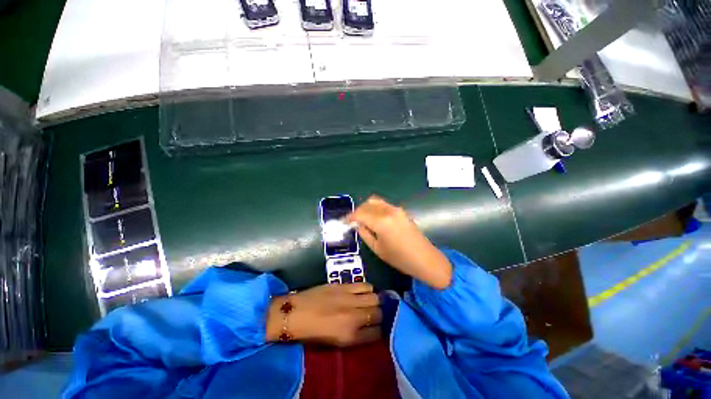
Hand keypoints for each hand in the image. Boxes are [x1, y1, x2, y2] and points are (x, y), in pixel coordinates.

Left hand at [266, 283, 381, 346]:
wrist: (295, 313)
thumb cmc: (312, 333)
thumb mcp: (336, 343)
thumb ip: (356, 337)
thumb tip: (370, 328)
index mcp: (350, 336)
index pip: (377, 333)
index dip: (380, 330)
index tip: (377, 328)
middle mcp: (354, 317)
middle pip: (379, 313)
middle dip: (379, 314)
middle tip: (374, 314)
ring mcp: (350, 299)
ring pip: (375, 297)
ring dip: (374, 300)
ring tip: (369, 301)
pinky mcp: (344, 285)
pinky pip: (364, 285)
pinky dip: (367, 289)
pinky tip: (362, 291)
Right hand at [347, 196, 451, 289]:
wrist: (425, 259)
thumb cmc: (399, 258)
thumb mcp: (377, 248)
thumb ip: (364, 233)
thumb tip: (357, 224)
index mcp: (381, 221)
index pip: (360, 213)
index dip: (350, 217)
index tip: (344, 222)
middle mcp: (388, 211)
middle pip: (367, 205)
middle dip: (357, 212)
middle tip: (352, 222)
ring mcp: (396, 209)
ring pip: (375, 201)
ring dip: (366, 208)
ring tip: (361, 219)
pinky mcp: (401, 211)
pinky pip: (383, 204)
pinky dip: (374, 208)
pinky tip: (373, 218)